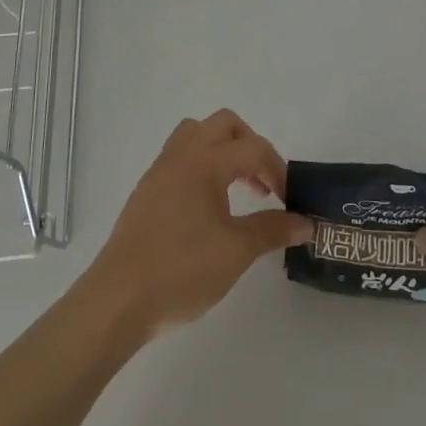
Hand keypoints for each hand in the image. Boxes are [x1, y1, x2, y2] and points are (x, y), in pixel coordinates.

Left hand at [82, 110, 311, 337]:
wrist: (118, 300)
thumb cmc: (181, 271)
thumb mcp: (236, 252)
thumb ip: (272, 230)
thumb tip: (306, 222)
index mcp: (205, 162)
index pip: (253, 148)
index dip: (278, 169)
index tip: (290, 200)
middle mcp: (181, 155)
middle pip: (224, 124)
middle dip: (251, 145)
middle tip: (263, 183)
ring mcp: (160, 171)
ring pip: (196, 134)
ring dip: (223, 149)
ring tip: (237, 187)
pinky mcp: (146, 190)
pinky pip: (179, 156)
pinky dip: (202, 164)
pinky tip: (208, 205)